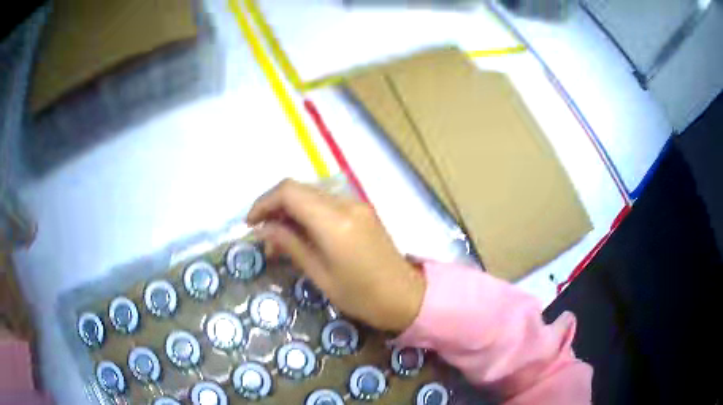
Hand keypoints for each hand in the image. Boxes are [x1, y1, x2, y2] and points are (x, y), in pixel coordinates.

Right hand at [246, 179, 425, 332]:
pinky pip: (326, 202)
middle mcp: (346, 204)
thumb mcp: (321, 275)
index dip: (264, 203)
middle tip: (262, 232)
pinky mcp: (362, 210)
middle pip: (299, 188)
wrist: (406, 297)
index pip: (289, 192)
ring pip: (312, 194)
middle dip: (274, 205)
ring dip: (290, 208)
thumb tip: (263, 229)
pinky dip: (307, 212)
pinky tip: (301, 233)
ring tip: (278, 236)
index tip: (251, 224)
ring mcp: (357, 204)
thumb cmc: (362, 296)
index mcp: (335, 222)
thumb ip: (291, 245)